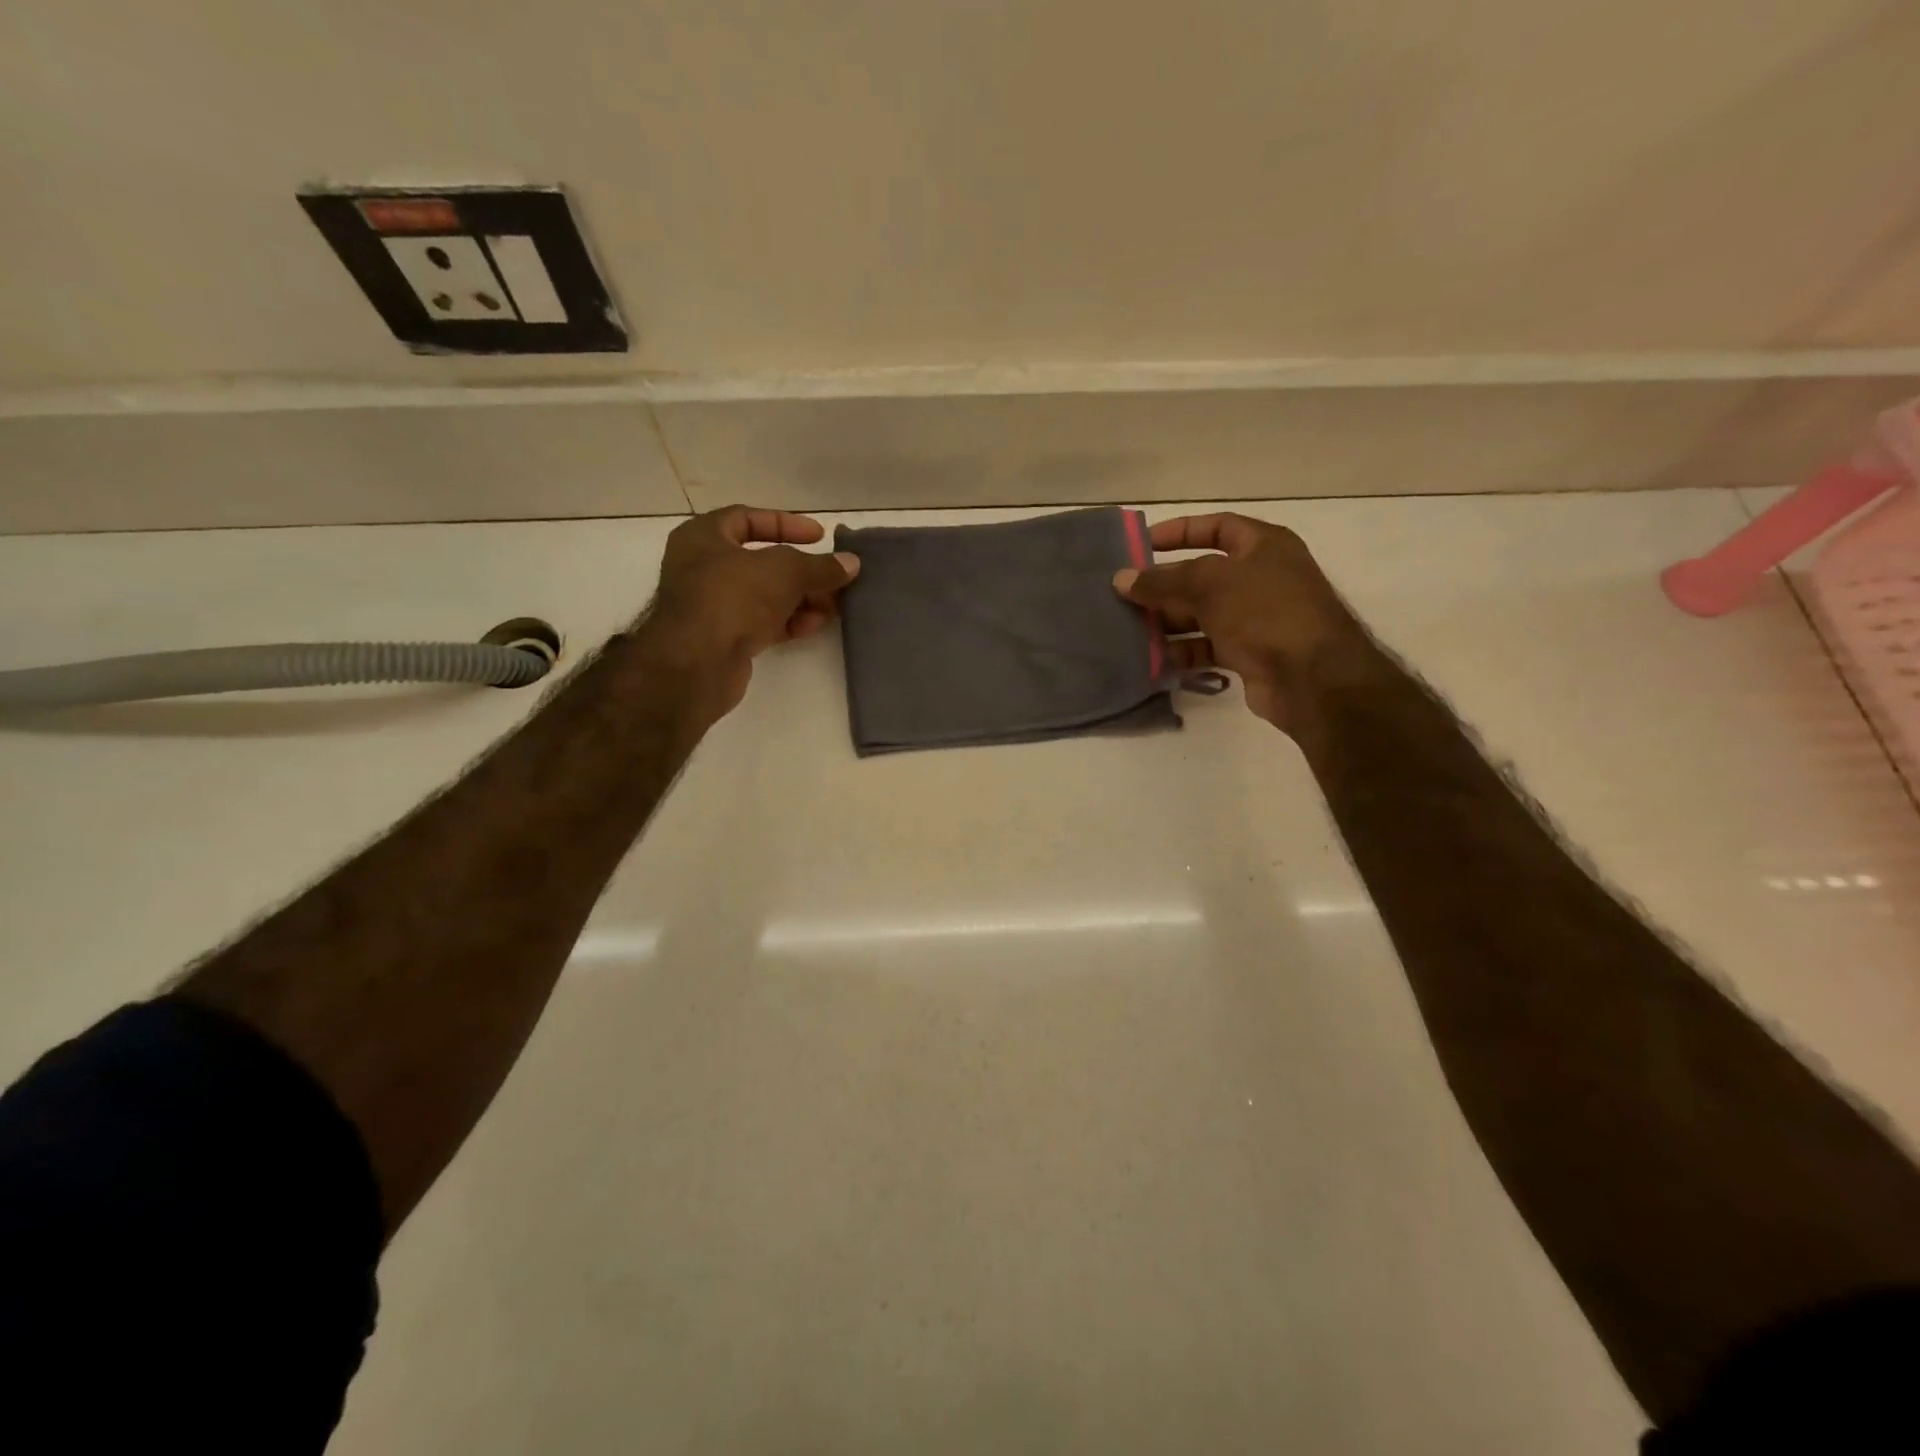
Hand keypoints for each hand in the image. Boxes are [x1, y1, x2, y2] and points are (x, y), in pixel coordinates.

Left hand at [640, 505, 859, 719]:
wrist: (697, 662)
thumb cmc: (733, 596)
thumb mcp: (785, 571)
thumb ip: (820, 566)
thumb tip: (852, 563)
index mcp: (703, 537)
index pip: (747, 518)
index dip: (786, 524)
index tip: (820, 537)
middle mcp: (702, 568)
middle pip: (761, 562)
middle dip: (802, 571)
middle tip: (833, 578)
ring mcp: (711, 606)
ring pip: (764, 595)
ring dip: (801, 599)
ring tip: (833, 606)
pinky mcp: (722, 639)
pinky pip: (761, 623)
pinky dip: (788, 622)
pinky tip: (814, 626)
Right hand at [1112, 512, 1373, 734]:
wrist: (1311, 676)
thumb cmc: (1265, 611)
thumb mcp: (1209, 585)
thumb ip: (1162, 580)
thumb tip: (1121, 579)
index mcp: (1263, 546)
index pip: (1217, 527)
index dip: (1179, 532)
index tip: (1142, 545)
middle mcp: (1261, 578)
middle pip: (1202, 576)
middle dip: (1164, 586)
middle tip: (1124, 596)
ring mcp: (1256, 618)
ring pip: (1201, 615)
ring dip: (1168, 622)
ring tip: (1131, 630)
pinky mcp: (1249, 654)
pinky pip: (1207, 647)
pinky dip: (1183, 652)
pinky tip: (1155, 659)